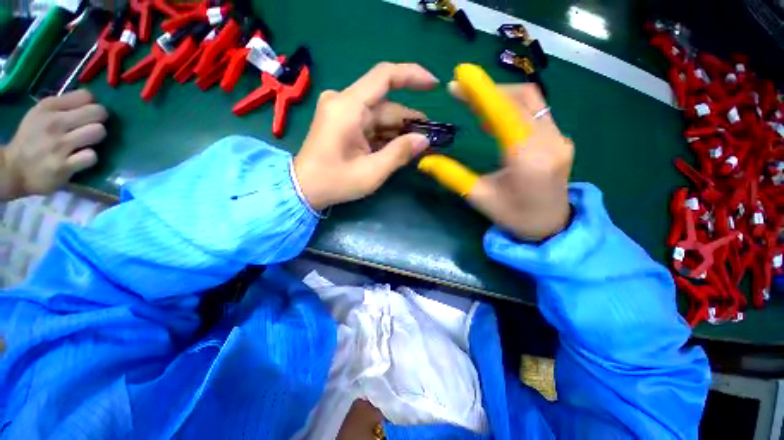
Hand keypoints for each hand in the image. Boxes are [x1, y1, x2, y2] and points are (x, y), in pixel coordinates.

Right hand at [0, 90, 107, 199]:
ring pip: (98, 131)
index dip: (92, 105)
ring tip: (85, 143)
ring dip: (96, 138)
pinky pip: (91, 156)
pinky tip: (80, 160)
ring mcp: (58, 145)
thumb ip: (65, 105)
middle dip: (99, 120)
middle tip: (89, 128)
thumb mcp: (42, 114)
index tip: (86, 113)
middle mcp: (54, 122)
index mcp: (48, 107)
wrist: (14, 171)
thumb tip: (92, 101)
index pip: (86, 96)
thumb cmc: (32, 139)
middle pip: (98, 112)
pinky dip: (89, 158)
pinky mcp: (64, 166)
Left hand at [293, 62, 437, 210]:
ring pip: (380, 116)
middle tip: (431, 136)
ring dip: (399, 130)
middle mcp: (344, 102)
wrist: (303, 189)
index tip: (434, 86)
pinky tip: (401, 147)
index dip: (412, 76)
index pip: (384, 76)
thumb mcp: (371, 172)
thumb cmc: (335, 182)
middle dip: (409, 120)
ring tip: (420, 144)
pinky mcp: (342, 123)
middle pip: (386, 104)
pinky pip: (371, 125)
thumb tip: (424, 140)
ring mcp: (342, 112)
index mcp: (348, 108)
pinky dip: (386, 135)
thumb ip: (399, 153)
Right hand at [449, 82, 573, 240]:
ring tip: (475, 106)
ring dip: (501, 98)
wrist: (550, 228)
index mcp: (527, 158)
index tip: (460, 74)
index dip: (481, 91)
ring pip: (532, 101)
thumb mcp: (478, 197)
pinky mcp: (561, 140)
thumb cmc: (513, 216)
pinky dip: (514, 108)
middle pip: (521, 98)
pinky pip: (537, 113)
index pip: (503, 113)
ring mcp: (560, 138)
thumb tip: (424, 161)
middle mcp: (550, 141)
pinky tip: (496, 119)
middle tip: (461, 91)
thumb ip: (451, 176)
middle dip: (489, 91)